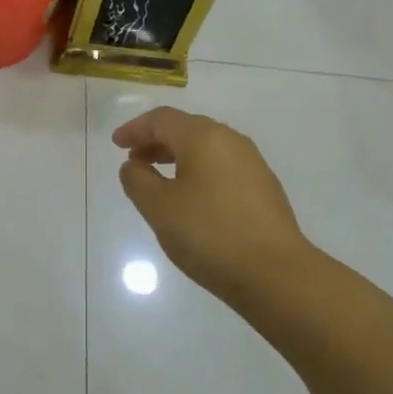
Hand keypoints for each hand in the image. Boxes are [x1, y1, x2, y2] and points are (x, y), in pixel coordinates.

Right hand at [113, 107, 318, 297]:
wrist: (276, 273)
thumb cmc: (210, 234)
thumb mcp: (160, 208)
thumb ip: (138, 181)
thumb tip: (134, 165)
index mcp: (204, 137)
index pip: (162, 120)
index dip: (136, 129)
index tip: (116, 144)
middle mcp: (231, 141)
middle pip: (186, 129)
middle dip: (156, 142)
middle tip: (134, 161)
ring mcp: (252, 164)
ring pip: (206, 149)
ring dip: (178, 158)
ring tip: (159, 181)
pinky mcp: (264, 188)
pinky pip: (222, 168)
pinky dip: (199, 173)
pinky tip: (192, 199)